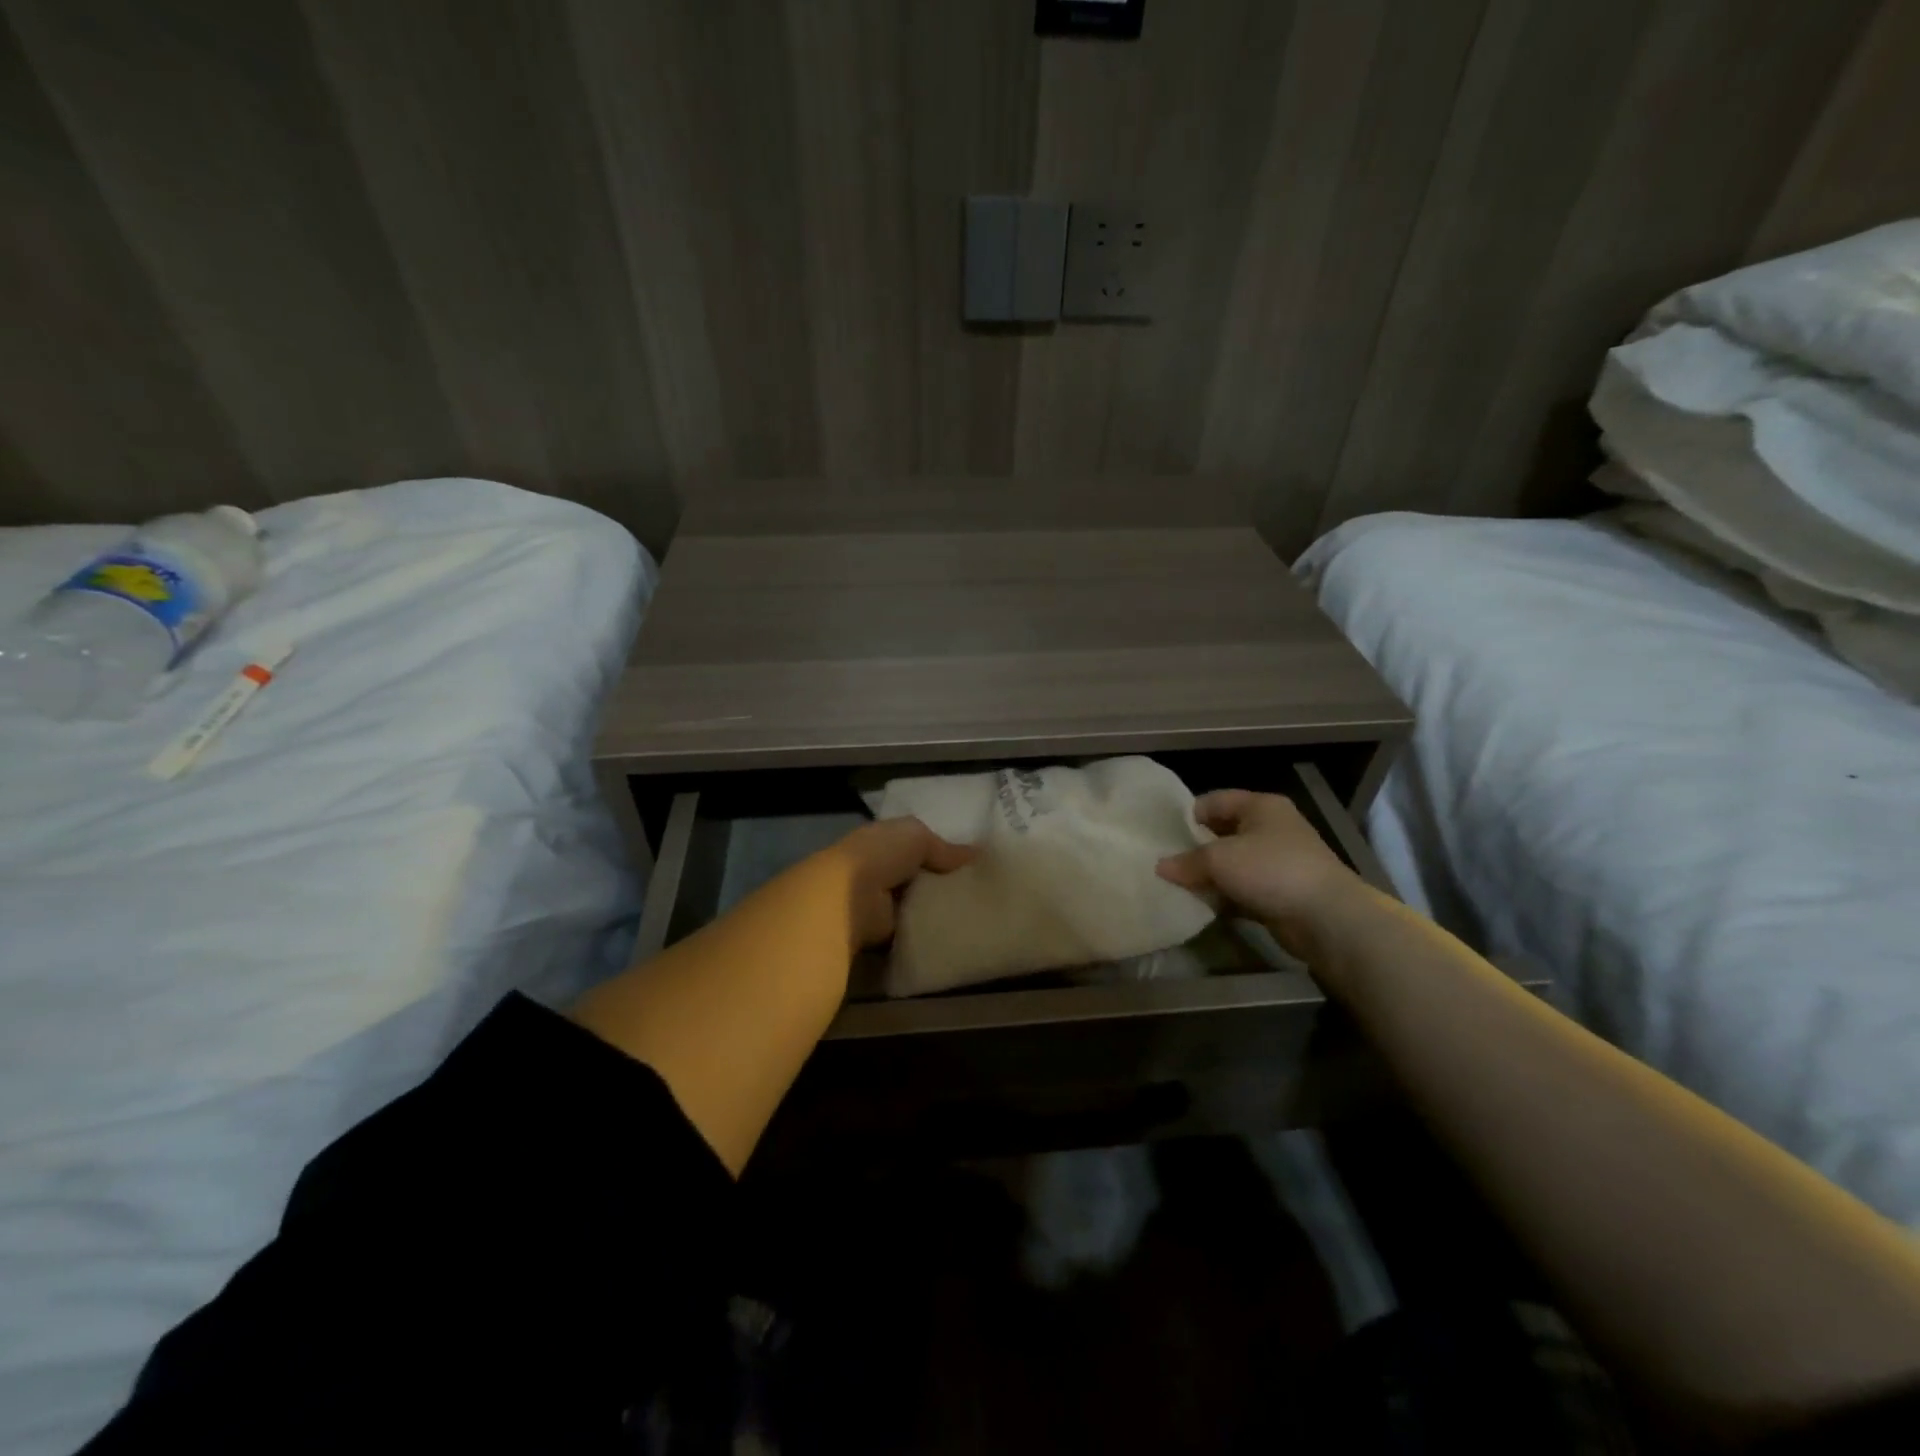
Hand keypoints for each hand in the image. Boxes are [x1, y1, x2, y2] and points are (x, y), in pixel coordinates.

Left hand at [825, 817, 976, 948]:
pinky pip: (911, 927)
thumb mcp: (917, 836)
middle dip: (940, 881)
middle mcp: (878, 868)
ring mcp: (879, 901)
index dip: (938, 850)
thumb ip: (944, 847)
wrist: (850, 897)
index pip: (912, 843)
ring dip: (934, 907)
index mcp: (882, 840)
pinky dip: (927, 929)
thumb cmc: (880, 855)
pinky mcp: (883, 930)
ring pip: (915, 902)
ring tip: (972, 912)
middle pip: (916, 874)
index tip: (968, 862)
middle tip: (976, 890)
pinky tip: (954, 931)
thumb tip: (976, 854)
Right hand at [1156, 790, 1364, 957]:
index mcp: (1261, 806)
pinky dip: (1225, 896)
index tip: (1164, 836)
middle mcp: (1271, 828)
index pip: (1214, 800)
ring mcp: (1278, 861)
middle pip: (1223, 832)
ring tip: (1179, 887)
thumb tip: (1161, 867)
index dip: (1188, 815)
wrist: (1326, 918)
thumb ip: (1187, 861)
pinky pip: (1243, 889)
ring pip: (1233, 863)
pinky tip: (1203, 906)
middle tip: (1167, 863)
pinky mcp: (1281, 891)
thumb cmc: (1271, 870)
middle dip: (1196, 849)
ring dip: (1209, 876)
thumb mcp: (1219, 859)